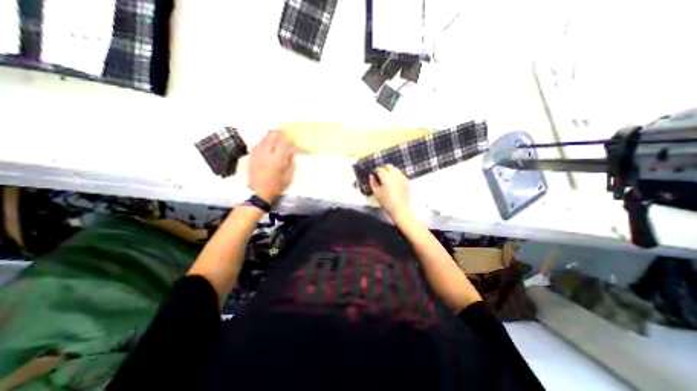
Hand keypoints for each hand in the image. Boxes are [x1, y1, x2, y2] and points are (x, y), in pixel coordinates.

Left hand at [249, 131, 294, 204]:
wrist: (258, 193)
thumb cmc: (275, 186)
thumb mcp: (288, 177)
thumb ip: (291, 164)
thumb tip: (291, 153)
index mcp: (277, 160)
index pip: (282, 143)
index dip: (285, 137)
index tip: (288, 134)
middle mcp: (266, 155)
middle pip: (271, 137)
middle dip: (277, 133)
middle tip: (281, 131)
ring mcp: (257, 155)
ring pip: (262, 139)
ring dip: (269, 135)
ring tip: (273, 134)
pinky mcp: (251, 157)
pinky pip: (256, 145)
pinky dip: (261, 141)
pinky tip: (264, 142)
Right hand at [370, 164, 411, 223]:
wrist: (400, 209)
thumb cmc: (387, 202)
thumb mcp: (376, 192)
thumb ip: (372, 182)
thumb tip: (371, 176)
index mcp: (386, 176)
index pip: (379, 169)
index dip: (375, 171)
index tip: (373, 174)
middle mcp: (395, 174)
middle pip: (388, 166)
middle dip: (383, 169)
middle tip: (379, 175)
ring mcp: (402, 177)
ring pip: (395, 169)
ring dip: (390, 171)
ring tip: (386, 178)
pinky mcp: (406, 181)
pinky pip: (400, 174)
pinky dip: (396, 175)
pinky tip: (393, 182)